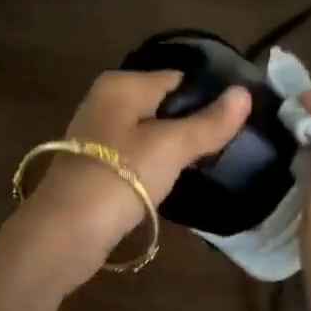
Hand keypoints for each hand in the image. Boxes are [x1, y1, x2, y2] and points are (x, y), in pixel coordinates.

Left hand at [12, 70, 250, 285]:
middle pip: (164, 105)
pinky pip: (137, 157)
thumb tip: (244, 94)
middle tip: (228, 147)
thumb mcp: (172, 147)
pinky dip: (155, 167)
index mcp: (121, 85)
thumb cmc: (121, 177)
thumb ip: (209, 122)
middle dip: (193, 124)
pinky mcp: (96, 167)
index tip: (238, 122)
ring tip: (208, 165)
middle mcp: (105, 101)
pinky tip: (174, 183)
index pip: (178, 79)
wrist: (65, 232)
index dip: (210, 97)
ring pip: (151, 133)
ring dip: (175, 149)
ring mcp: (97, 136)